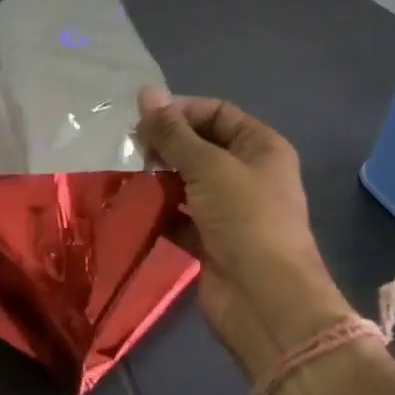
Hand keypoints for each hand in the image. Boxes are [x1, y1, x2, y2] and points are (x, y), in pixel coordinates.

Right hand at [137, 88, 353, 384]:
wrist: (267, 304)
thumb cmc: (245, 219)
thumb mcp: (208, 166)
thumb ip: (173, 132)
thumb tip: (146, 91)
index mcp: (261, 147)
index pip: (216, 112)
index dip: (180, 111)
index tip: (142, 118)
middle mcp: (248, 174)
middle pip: (200, 146)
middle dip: (166, 144)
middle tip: (130, 147)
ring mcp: (230, 210)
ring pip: (187, 181)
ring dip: (159, 176)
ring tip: (127, 172)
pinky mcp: (211, 241)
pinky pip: (179, 215)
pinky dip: (159, 210)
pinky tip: (133, 204)